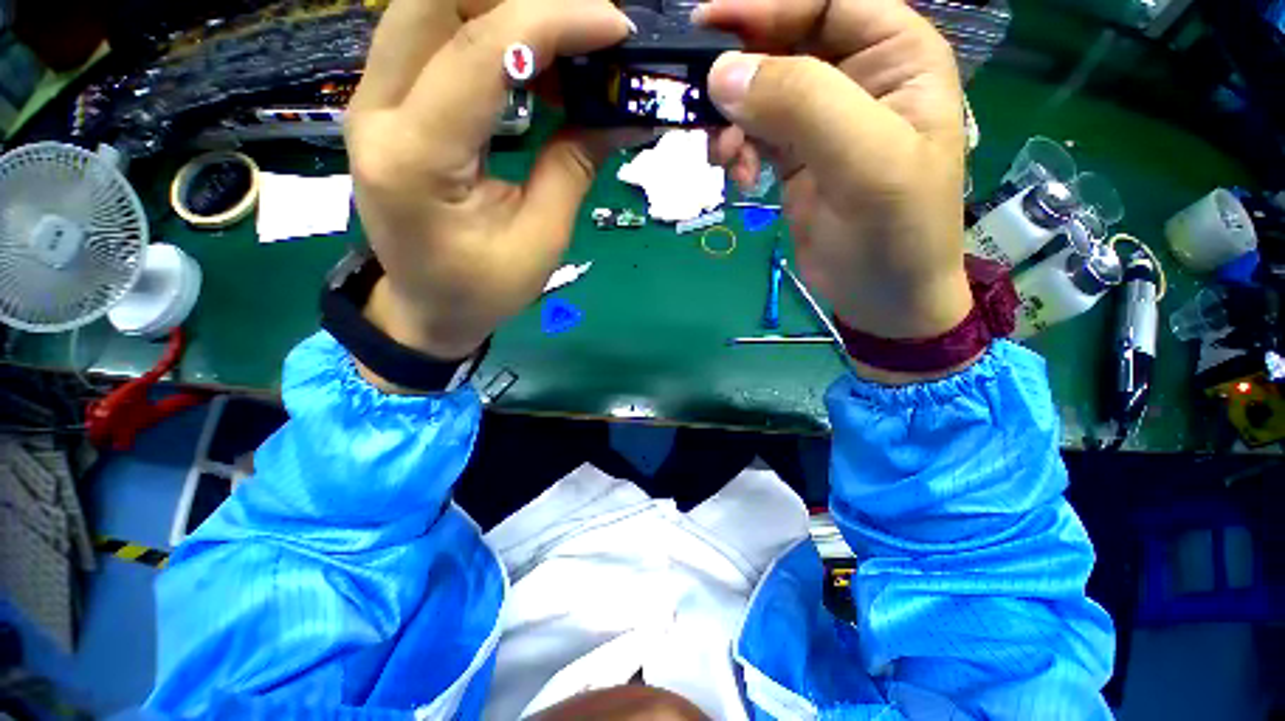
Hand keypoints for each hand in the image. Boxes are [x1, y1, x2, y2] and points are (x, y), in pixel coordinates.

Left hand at [346, 0, 632, 361]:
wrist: (426, 307)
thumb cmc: (482, 289)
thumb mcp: (541, 240)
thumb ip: (573, 166)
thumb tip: (621, 116)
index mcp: (416, 159)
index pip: (480, 51)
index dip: (554, 21)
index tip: (615, 25)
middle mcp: (377, 112)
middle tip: (583, 28)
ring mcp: (372, 101)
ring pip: (429, 6)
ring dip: (503, 10)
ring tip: (565, 47)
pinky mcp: (387, 103)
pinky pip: (432, 36)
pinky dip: (487, 30)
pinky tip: (532, 63)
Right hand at [697, 0, 972, 342]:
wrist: (883, 297)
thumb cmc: (896, 233)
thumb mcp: (864, 163)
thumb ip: (802, 105)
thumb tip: (724, 73)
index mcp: (896, 54)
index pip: (824, 0)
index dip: (765, 5)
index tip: (706, 25)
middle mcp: (858, 76)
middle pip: (784, 43)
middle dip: (740, 73)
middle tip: (703, 105)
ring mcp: (822, 119)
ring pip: (760, 92)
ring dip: (732, 120)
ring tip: (726, 158)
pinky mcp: (795, 158)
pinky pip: (752, 134)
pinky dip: (736, 149)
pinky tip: (738, 176)